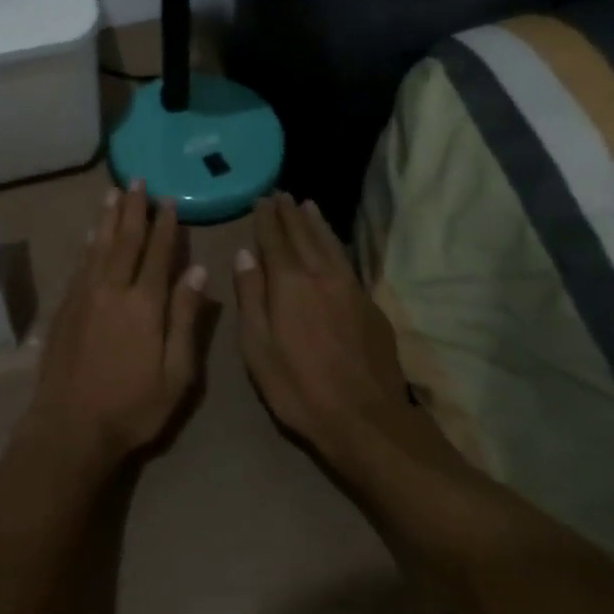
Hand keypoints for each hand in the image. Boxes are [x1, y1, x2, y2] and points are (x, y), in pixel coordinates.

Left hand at [19, 183, 207, 473]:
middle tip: (137, 180)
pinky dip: (88, 243)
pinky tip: (90, 233)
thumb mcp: (176, 373)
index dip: (165, 225)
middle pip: (125, 240)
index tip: (169, 200)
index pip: (157, 253)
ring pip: (98, 245)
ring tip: (114, 193)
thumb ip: (186, 318)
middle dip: (133, 209)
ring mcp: (84, 295)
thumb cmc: (132, 406)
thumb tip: (197, 270)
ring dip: (108, 218)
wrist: (70, 426)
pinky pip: (80, 263)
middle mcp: (112, 289)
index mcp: (144, 304)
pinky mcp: (66, 306)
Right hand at [234, 193, 450, 482]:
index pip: (274, 240)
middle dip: (289, 214)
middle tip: (281, 194)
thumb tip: (244, 255)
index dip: (266, 219)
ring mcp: (350, 288)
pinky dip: (335, 243)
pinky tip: (332, 243)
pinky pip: (347, 260)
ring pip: (330, 243)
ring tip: (307, 205)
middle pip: (303, 235)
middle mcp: (321, 275)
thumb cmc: (299, 387)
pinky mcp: (369, 304)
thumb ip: (250, 297)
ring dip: (316, 223)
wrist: (367, 419)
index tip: (261, 200)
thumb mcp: (257, 347)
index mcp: (290, 283)